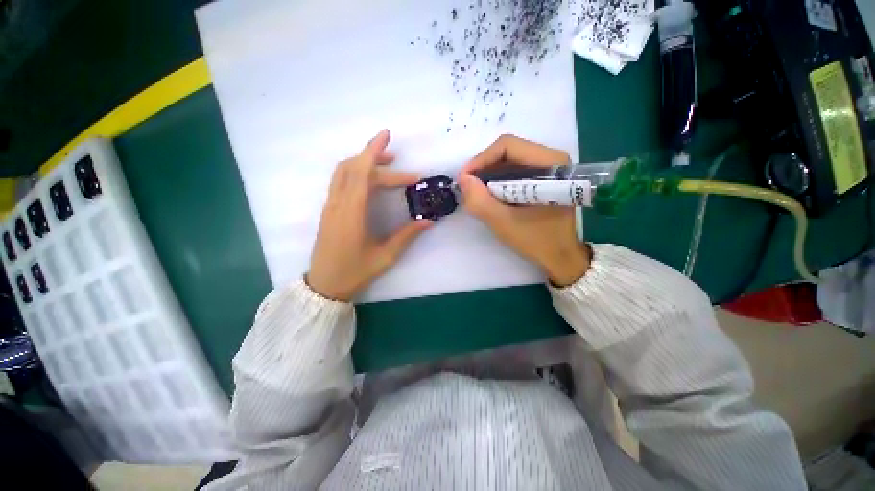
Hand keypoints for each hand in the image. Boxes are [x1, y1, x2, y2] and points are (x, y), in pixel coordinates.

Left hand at [307, 130, 431, 300]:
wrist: (325, 286)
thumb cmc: (355, 272)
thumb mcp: (385, 256)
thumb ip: (407, 236)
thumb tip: (429, 221)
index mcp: (352, 213)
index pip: (362, 173)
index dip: (374, 152)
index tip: (389, 138)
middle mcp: (338, 204)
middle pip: (355, 169)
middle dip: (379, 161)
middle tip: (405, 170)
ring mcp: (331, 206)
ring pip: (343, 172)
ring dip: (364, 162)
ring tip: (387, 165)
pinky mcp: (329, 210)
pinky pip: (340, 181)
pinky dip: (356, 172)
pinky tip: (371, 181)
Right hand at [458, 135, 590, 286]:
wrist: (561, 256)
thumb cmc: (538, 241)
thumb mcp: (504, 223)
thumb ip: (480, 202)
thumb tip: (463, 179)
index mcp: (550, 164)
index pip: (508, 146)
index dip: (481, 160)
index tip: (465, 179)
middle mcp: (552, 158)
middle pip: (508, 151)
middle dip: (484, 168)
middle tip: (469, 188)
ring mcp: (548, 168)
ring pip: (509, 161)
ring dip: (489, 175)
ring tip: (477, 193)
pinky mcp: (542, 178)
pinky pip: (514, 171)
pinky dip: (498, 181)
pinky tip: (491, 196)